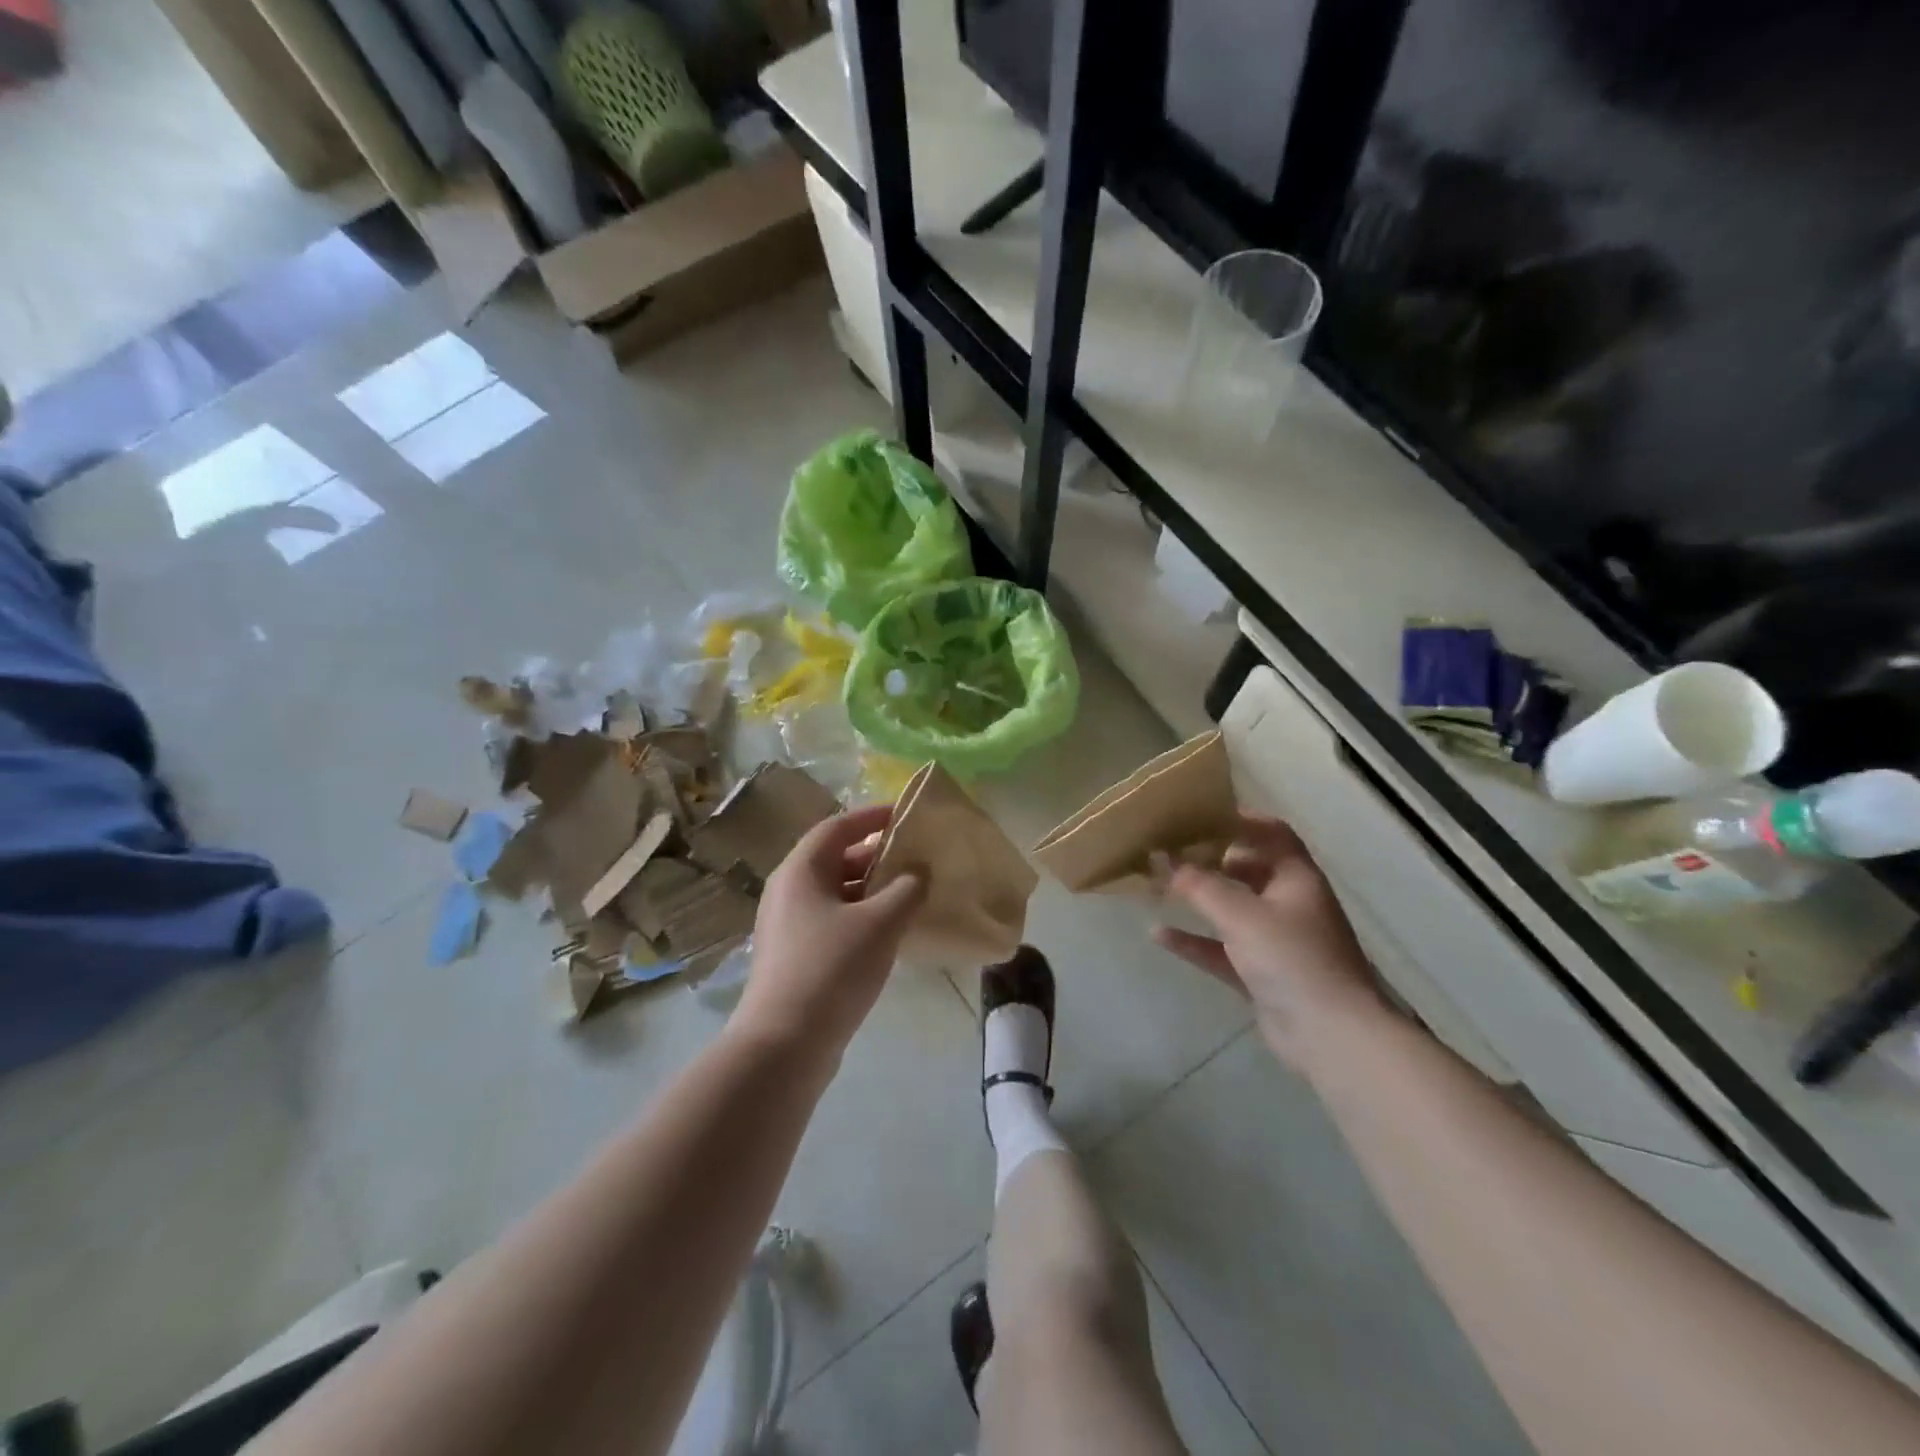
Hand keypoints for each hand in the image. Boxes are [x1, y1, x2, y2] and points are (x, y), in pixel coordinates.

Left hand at [736, 804, 925, 1060]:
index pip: (836, 827)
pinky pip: (834, 921)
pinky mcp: (796, 957)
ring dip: (873, 890)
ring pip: (837, 894)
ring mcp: (789, 926)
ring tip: (912, 895)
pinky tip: (891, 934)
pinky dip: (862, 918)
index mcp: (801, 871)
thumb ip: (906, 890)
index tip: (905, 815)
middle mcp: (789, 891)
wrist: (783, 1045)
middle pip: (836, 859)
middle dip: (877, 856)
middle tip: (916, 858)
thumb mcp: (879, 924)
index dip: (871, 817)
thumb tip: (919, 872)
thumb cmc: (831, 969)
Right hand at [1155, 813, 1389, 1070]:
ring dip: (1199, 899)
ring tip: (1159, 885)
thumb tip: (1161, 857)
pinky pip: (1222, 948)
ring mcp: (1276, 941)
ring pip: (1231, 910)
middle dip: (1209, 859)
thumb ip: (1199, 885)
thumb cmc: (1292, 959)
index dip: (1240, 819)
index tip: (1199, 813)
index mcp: (1296, 878)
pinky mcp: (1261, 973)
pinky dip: (1195, 940)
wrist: (1330, 1036)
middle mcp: (1289, 904)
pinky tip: (1158, 934)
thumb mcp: (1242, 915)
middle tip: (1169, 849)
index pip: (1272, 833)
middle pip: (1247, 869)